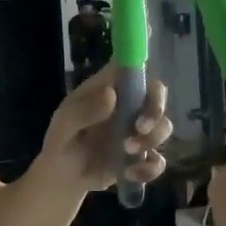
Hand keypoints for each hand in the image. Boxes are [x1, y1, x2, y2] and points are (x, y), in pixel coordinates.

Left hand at [39, 64, 173, 190]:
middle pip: (157, 94)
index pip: (128, 65)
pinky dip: (149, 168)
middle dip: (156, 109)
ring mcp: (136, 130)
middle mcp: (127, 105)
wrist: (63, 177)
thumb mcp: (64, 126)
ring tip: (126, 153)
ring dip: (151, 140)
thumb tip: (111, 95)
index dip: (139, 55)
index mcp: (108, 89)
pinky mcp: (141, 156)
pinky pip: (158, 159)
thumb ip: (84, 111)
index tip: (150, 48)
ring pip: (164, 126)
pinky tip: (129, 174)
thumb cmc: (60, 141)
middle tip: (140, 127)